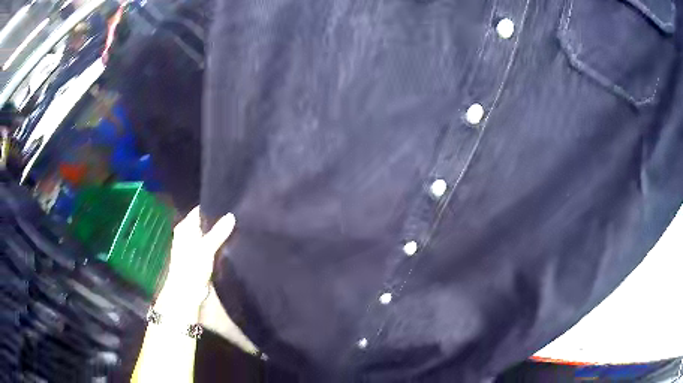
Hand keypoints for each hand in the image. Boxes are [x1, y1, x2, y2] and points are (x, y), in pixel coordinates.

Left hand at [157, 207, 235, 312]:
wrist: (188, 292)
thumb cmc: (192, 267)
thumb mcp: (206, 248)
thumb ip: (218, 232)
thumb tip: (231, 215)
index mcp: (185, 227)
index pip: (199, 211)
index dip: (213, 207)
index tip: (230, 204)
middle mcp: (188, 234)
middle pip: (205, 223)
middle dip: (219, 221)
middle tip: (237, 215)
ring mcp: (194, 246)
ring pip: (209, 235)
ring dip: (220, 234)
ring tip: (238, 227)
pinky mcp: (201, 258)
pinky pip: (212, 246)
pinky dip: (220, 245)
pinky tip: (232, 243)